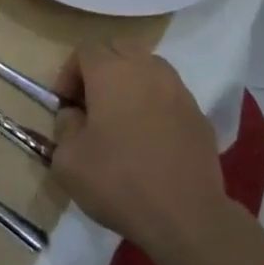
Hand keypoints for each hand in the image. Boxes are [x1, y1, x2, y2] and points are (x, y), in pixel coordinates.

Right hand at [50, 41, 224, 262]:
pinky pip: (170, 94)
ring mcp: (178, 90)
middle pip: (120, 48)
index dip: (69, 73)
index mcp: (111, 72)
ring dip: (131, 81)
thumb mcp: (67, 160)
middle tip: (91, 102)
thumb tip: (74, 115)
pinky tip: (150, 137)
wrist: (186, 216)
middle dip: (101, 67)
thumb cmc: (118, 181)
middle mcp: (147, 70)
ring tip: (122, 117)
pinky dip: (155, 103)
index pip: (85, 50)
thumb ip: (64, 127)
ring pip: (149, 67)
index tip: (65, 104)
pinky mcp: (199, 115)